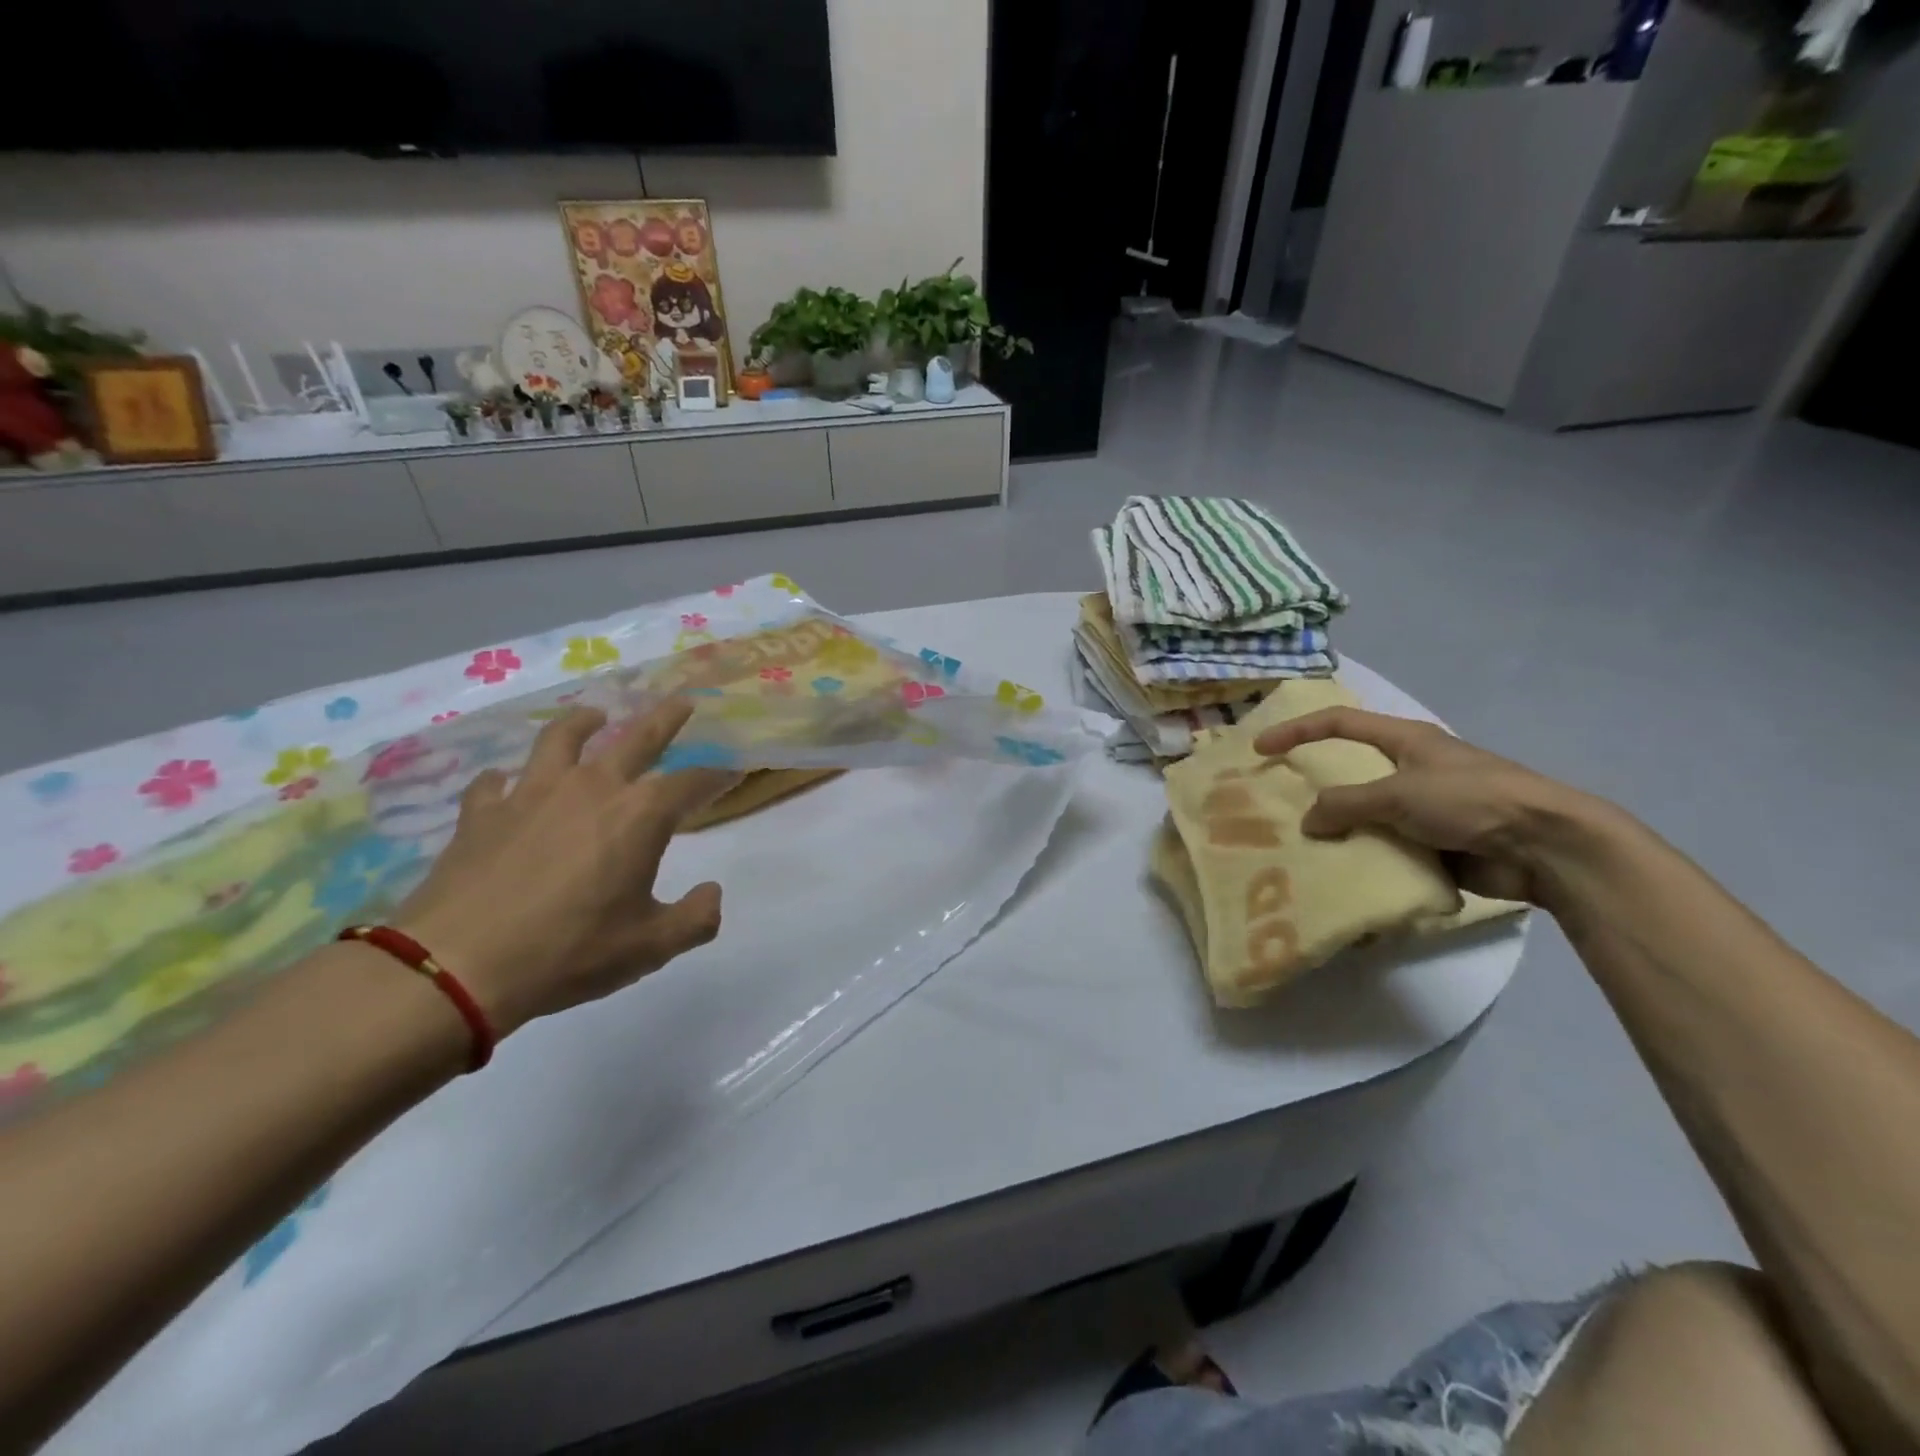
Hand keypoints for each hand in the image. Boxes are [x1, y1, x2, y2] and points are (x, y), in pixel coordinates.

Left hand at [394, 702, 737, 1036]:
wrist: (456, 966)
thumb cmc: (569, 952)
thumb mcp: (650, 947)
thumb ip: (695, 918)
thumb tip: (712, 893)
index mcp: (639, 815)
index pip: (692, 783)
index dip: (716, 777)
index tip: (732, 772)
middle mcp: (591, 788)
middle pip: (637, 738)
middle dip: (665, 719)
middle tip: (682, 702)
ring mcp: (531, 794)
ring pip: (562, 739)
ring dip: (583, 723)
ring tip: (594, 716)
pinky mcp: (482, 813)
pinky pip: (495, 783)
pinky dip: (505, 780)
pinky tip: (506, 785)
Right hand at [1253, 708, 1595, 905]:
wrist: (1544, 847)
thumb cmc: (1470, 800)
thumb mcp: (1399, 794)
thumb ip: (1345, 804)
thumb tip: (1308, 823)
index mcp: (1405, 741)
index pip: (1338, 723)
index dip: (1296, 730)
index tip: (1260, 748)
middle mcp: (1410, 769)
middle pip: (1348, 771)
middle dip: (1314, 788)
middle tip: (1278, 806)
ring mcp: (1422, 809)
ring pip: (1364, 815)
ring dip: (1337, 831)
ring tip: (1302, 848)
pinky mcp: (1433, 844)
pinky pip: (1385, 848)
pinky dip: (1364, 859)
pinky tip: (1341, 875)